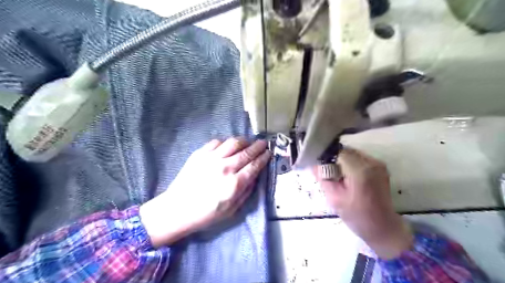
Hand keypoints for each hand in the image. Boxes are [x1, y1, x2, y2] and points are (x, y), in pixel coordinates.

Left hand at [138, 138, 271, 245]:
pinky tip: (228, 146)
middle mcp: (225, 168)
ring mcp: (211, 158)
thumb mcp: (232, 210)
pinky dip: (226, 142)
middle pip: (247, 152)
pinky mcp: (199, 154)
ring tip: (248, 142)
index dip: (264, 158)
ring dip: (244, 140)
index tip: (269, 153)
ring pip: (233, 143)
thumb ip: (246, 191)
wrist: (177, 209)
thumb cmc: (206, 214)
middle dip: (258, 146)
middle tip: (264, 143)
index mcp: (234, 184)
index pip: (254, 165)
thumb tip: (255, 176)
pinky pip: (217, 142)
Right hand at [317, 147, 411, 258]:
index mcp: (360, 170)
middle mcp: (371, 162)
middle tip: (328, 174)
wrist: (384, 228)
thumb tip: (313, 165)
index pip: (338, 153)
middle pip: (346, 151)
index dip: (327, 158)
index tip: (321, 169)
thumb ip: (323, 179)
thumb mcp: (334, 199)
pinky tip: (349, 178)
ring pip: (352, 154)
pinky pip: (359, 159)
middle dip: (334, 160)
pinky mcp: (380, 167)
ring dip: (343, 162)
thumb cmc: (357, 216)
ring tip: (339, 177)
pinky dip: (351, 164)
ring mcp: (378, 164)